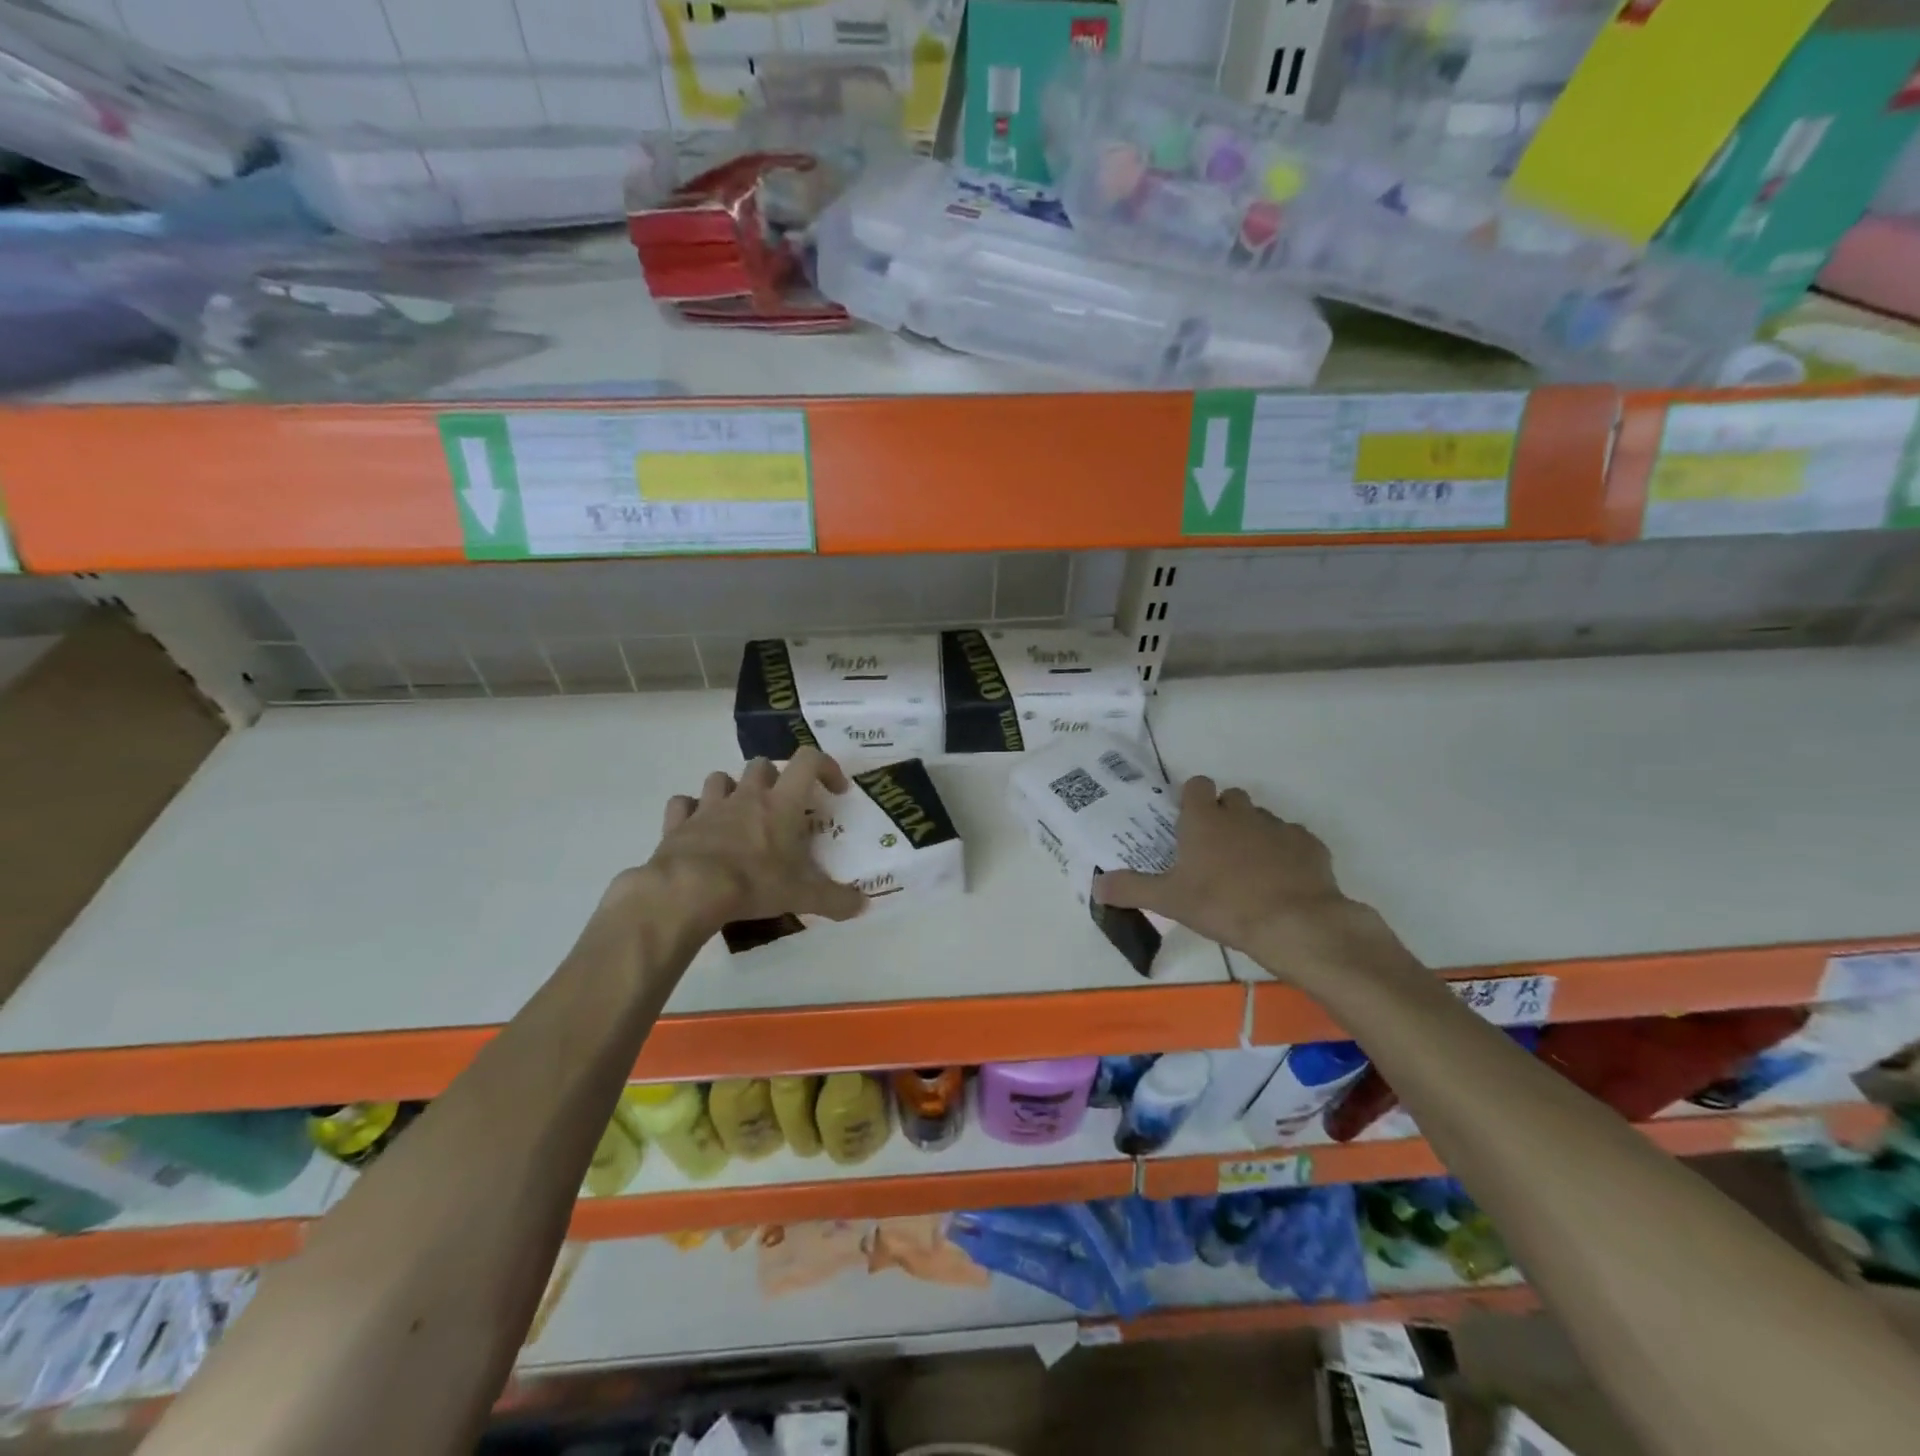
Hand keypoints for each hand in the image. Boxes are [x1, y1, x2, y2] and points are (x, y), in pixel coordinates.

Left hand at [621, 748, 866, 931]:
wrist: (688, 891)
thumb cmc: (753, 884)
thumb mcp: (802, 896)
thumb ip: (836, 900)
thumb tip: (863, 906)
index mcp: (781, 804)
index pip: (808, 762)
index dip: (826, 766)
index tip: (834, 790)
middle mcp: (746, 796)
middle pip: (762, 765)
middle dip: (775, 779)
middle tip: (781, 807)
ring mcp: (709, 806)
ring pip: (720, 778)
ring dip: (731, 790)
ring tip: (738, 814)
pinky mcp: (678, 822)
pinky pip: (683, 804)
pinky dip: (690, 811)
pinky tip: (697, 828)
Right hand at [1094, 776, 1394, 983]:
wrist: (1294, 924)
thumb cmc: (1223, 905)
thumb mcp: (1169, 901)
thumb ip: (1131, 889)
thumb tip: (1095, 886)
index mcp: (1204, 820)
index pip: (1197, 785)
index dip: (1192, 798)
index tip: (1187, 819)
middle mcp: (1241, 814)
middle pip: (1231, 798)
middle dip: (1224, 814)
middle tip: (1214, 849)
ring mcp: (1279, 827)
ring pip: (1262, 819)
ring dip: (1254, 834)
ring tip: (1248, 870)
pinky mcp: (1310, 845)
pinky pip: (1293, 840)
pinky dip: (1286, 854)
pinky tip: (1282, 881)